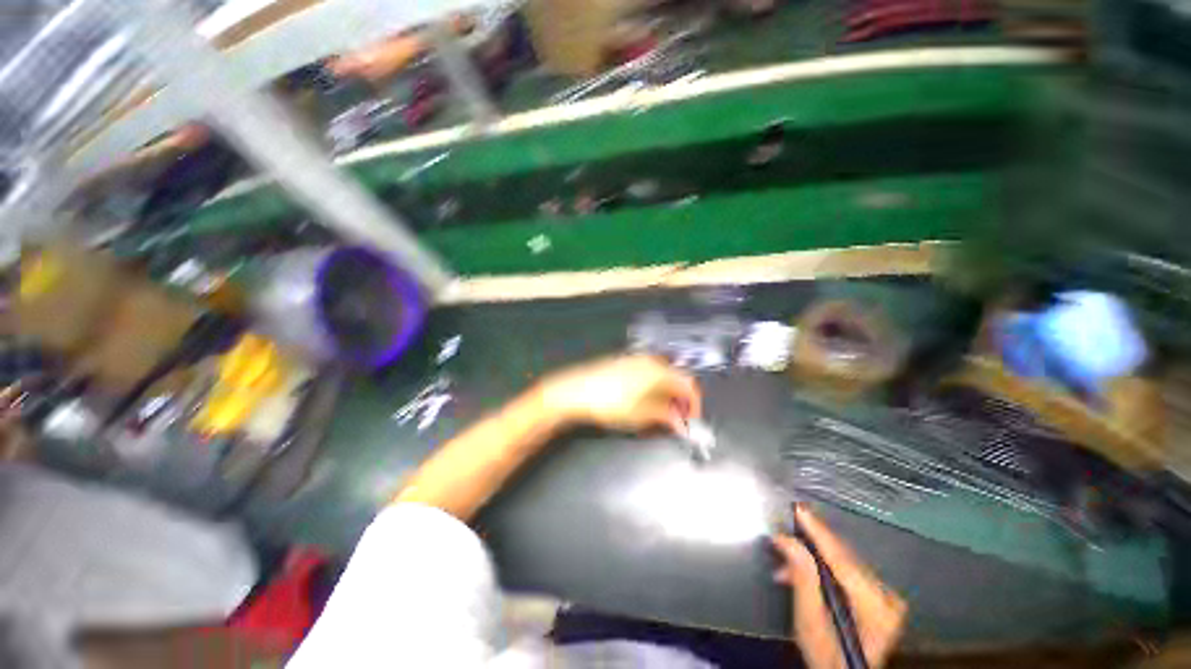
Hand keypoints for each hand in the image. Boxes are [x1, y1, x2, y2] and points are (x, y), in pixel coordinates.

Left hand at [535, 355, 700, 433]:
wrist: (575, 391)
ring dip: (666, 395)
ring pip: (661, 377)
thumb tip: (682, 424)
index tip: (690, 423)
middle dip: (680, 400)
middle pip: (676, 379)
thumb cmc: (611, 404)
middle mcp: (651, 360)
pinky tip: (643, 402)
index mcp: (660, 370)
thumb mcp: (642, 415)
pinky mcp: (622, 363)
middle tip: (675, 421)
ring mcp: (635, 359)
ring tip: (659, 414)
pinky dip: (652, 389)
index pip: (689, 384)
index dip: (694, 404)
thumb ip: (667, 417)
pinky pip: (646, 374)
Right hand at [772, 506, 906, 668]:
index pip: (840, 557)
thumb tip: (786, 539)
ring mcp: (885, 597)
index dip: (817, 531)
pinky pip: (846, 572)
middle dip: (807, 547)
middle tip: (780, 540)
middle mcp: (886, 596)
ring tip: (785, 568)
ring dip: (811, 560)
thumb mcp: (809, 620)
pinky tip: (802, 575)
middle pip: (841, 558)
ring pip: (841, 563)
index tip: (798, 509)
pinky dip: (822, 569)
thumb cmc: (825, 655)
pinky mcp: (879, 599)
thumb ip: (801, 576)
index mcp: (874, 604)